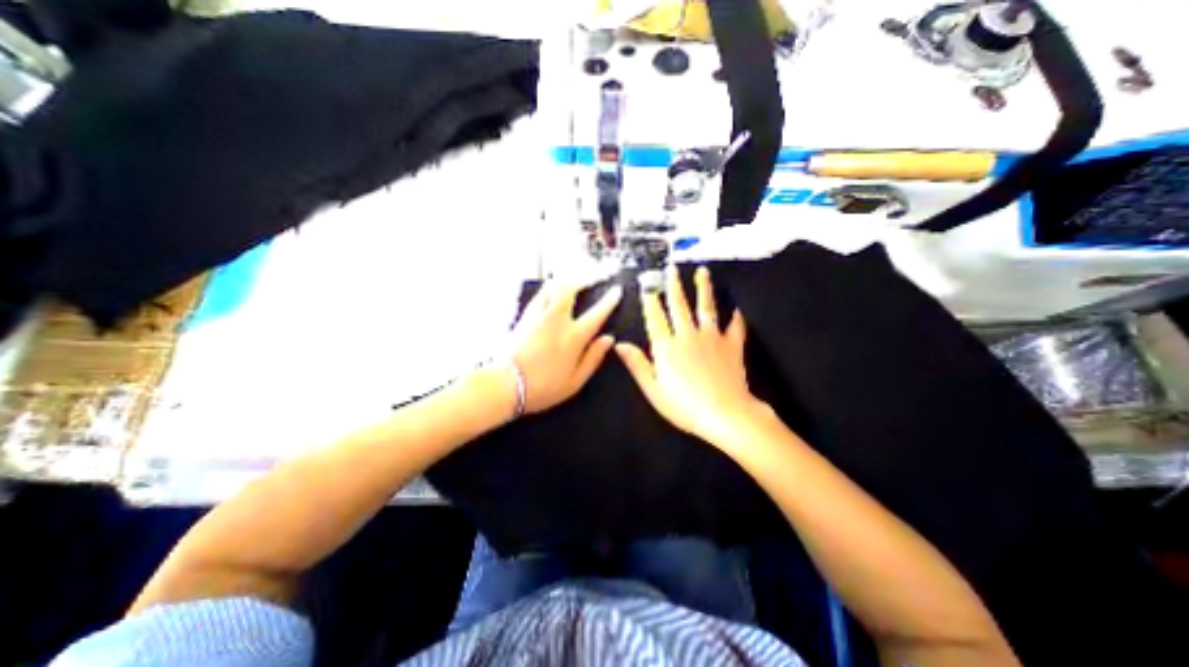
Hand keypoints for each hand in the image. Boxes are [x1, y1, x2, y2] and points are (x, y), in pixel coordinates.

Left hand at [511, 279, 623, 414]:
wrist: (506, 385)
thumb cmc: (543, 387)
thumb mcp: (575, 380)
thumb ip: (594, 357)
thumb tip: (608, 339)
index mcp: (573, 336)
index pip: (597, 312)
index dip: (609, 300)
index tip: (616, 290)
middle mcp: (556, 319)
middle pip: (570, 289)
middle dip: (582, 281)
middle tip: (589, 281)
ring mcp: (538, 315)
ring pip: (552, 287)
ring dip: (564, 282)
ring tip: (570, 283)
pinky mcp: (524, 317)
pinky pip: (539, 295)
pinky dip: (549, 290)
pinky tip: (550, 295)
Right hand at [617, 265, 766, 447]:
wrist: (724, 413)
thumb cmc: (684, 406)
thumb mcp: (653, 389)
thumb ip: (637, 364)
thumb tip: (619, 345)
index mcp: (667, 347)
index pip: (655, 318)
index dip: (650, 301)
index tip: (647, 286)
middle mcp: (688, 335)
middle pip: (679, 306)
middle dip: (674, 286)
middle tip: (672, 270)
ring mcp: (712, 337)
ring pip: (706, 307)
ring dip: (703, 289)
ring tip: (702, 272)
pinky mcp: (732, 345)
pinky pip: (734, 327)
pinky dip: (736, 318)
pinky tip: (736, 309)